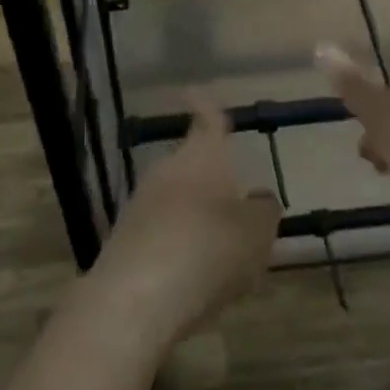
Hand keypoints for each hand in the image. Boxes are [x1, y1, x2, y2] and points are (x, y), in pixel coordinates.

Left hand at [94, 96, 281, 339]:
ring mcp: (142, 203)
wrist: (135, 299)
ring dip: (196, 214)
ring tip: (222, 249)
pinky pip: (162, 231)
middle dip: (211, 178)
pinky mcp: (126, 239)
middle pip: (192, 163)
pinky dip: (179, 245)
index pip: (208, 118)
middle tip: (236, 201)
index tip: (194, 90)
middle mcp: (169, 169)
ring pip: (177, 199)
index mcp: (204, 155)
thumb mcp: (257, 232)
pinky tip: (194, 278)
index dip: (206, 105)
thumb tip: (257, 198)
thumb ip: (263, 210)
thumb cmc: (208, 249)